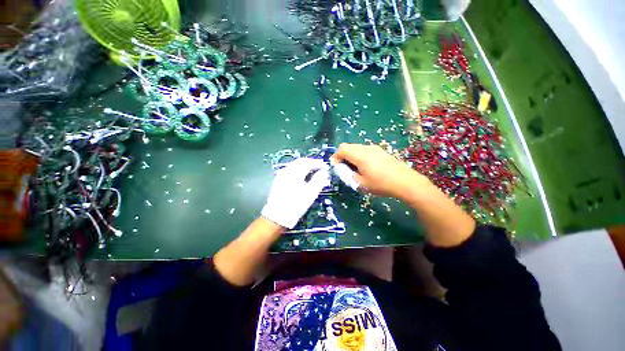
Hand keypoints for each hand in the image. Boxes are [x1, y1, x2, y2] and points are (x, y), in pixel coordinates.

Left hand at [261, 158, 330, 228]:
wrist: (278, 217)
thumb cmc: (296, 205)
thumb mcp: (311, 193)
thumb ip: (319, 180)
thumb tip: (325, 172)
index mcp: (295, 173)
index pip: (308, 163)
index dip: (318, 163)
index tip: (325, 166)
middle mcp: (286, 171)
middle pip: (300, 161)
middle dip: (311, 163)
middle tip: (320, 167)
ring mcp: (281, 175)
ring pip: (294, 165)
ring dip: (304, 165)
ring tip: (312, 171)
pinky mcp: (278, 180)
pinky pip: (290, 169)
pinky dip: (298, 169)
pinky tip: (302, 176)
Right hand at [332, 143, 428, 199]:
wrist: (405, 182)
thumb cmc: (381, 184)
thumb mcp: (361, 184)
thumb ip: (348, 175)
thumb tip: (342, 169)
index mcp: (360, 156)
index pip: (342, 149)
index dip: (336, 156)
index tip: (336, 166)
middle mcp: (366, 148)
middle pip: (348, 146)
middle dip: (342, 156)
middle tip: (343, 168)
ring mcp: (374, 148)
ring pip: (356, 147)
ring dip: (351, 155)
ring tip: (354, 168)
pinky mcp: (380, 151)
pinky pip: (364, 149)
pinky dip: (358, 155)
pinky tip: (364, 166)